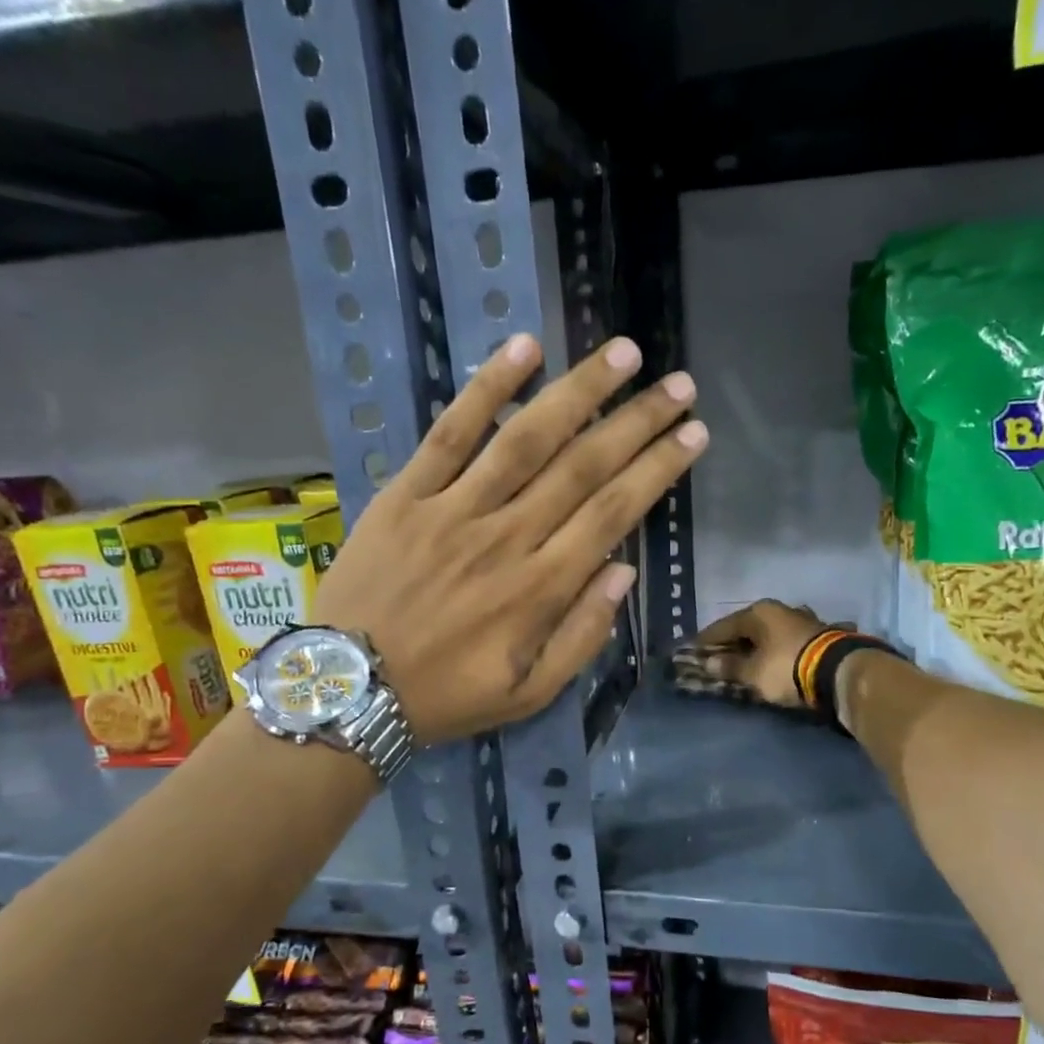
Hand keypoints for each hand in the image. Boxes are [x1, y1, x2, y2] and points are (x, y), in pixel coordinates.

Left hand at [312, 333, 706, 742]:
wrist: (349, 690)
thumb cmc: (447, 696)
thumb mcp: (530, 693)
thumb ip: (582, 635)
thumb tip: (623, 571)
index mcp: (540, 589)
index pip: (613, 513)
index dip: (657, 469)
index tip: (693, 434)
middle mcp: (506, 538)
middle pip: (583, 466)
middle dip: (638, 422)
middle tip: (679, 385)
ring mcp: (454, 509)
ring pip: (527, 437)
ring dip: (580, 391)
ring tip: (624, 354)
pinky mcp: (407, 493)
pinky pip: (450, 432)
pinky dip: (487, 388)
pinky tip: (524, 347)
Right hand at [688, 600, 827, 706]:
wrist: (839, 671)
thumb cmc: (785, 667)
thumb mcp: (753, 672)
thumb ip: (730, 667)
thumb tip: (710, 663)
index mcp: (758, 612)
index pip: (723, 626)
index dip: (706, 641)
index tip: (692, 651)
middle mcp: (779, 610)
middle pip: (747, 628)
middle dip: (732, 643)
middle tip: (717, 658)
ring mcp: (802, 620)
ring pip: (768, 634)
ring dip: (756, 646)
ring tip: (745, 661)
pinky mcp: (819, 635)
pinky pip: (785, 642)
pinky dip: (775, 651)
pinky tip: (771, 660)